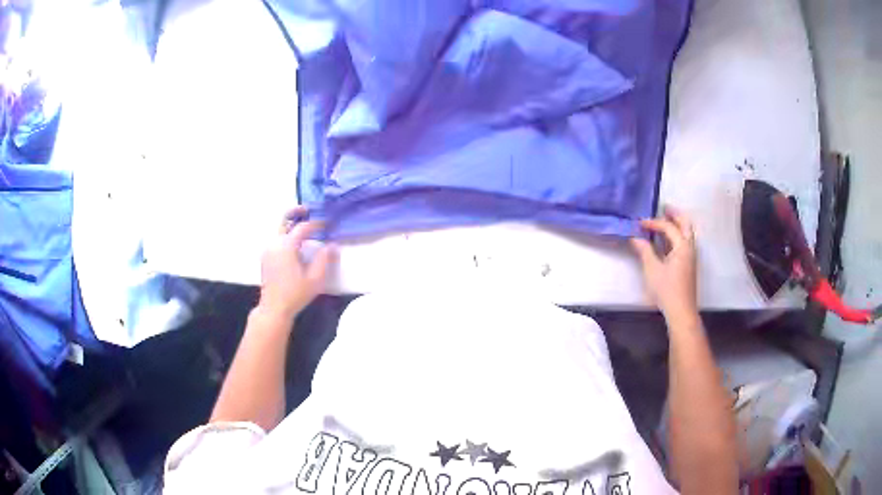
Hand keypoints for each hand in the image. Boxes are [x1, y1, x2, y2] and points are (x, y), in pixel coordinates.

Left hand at [258, 207, 336, 322]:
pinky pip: (276, 239)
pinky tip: (295, 245)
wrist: (274, 308)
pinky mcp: (265, 257)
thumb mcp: (315, 278)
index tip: (328, 224)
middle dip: (296, 212)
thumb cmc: (295, 294)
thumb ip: (325, 259)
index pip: (303, 228)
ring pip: (279, 230)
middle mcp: (275, 243)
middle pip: (284, 220)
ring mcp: (268, 250)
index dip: (317, 224)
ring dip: (291, 225)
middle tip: (307, 210)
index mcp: (286, 246)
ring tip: (304, 228)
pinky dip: (286, 235)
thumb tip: (333, 245)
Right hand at [630, 206, 697, 318]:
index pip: (668, 227)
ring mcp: (691, 256)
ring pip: (687, 233)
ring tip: (666, 220)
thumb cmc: (667, 290)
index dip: (654, 222)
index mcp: (682, 246)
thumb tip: (635, 238)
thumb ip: (644, 251)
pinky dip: (677, 235)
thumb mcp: (652, 269)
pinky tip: (667, 240)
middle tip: (663, 208)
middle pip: (685, 224)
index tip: (640, 223)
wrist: (681, 311)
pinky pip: (685, 242)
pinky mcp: (688, 265)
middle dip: (675, 215)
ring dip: (677, 224)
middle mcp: (690, 247)